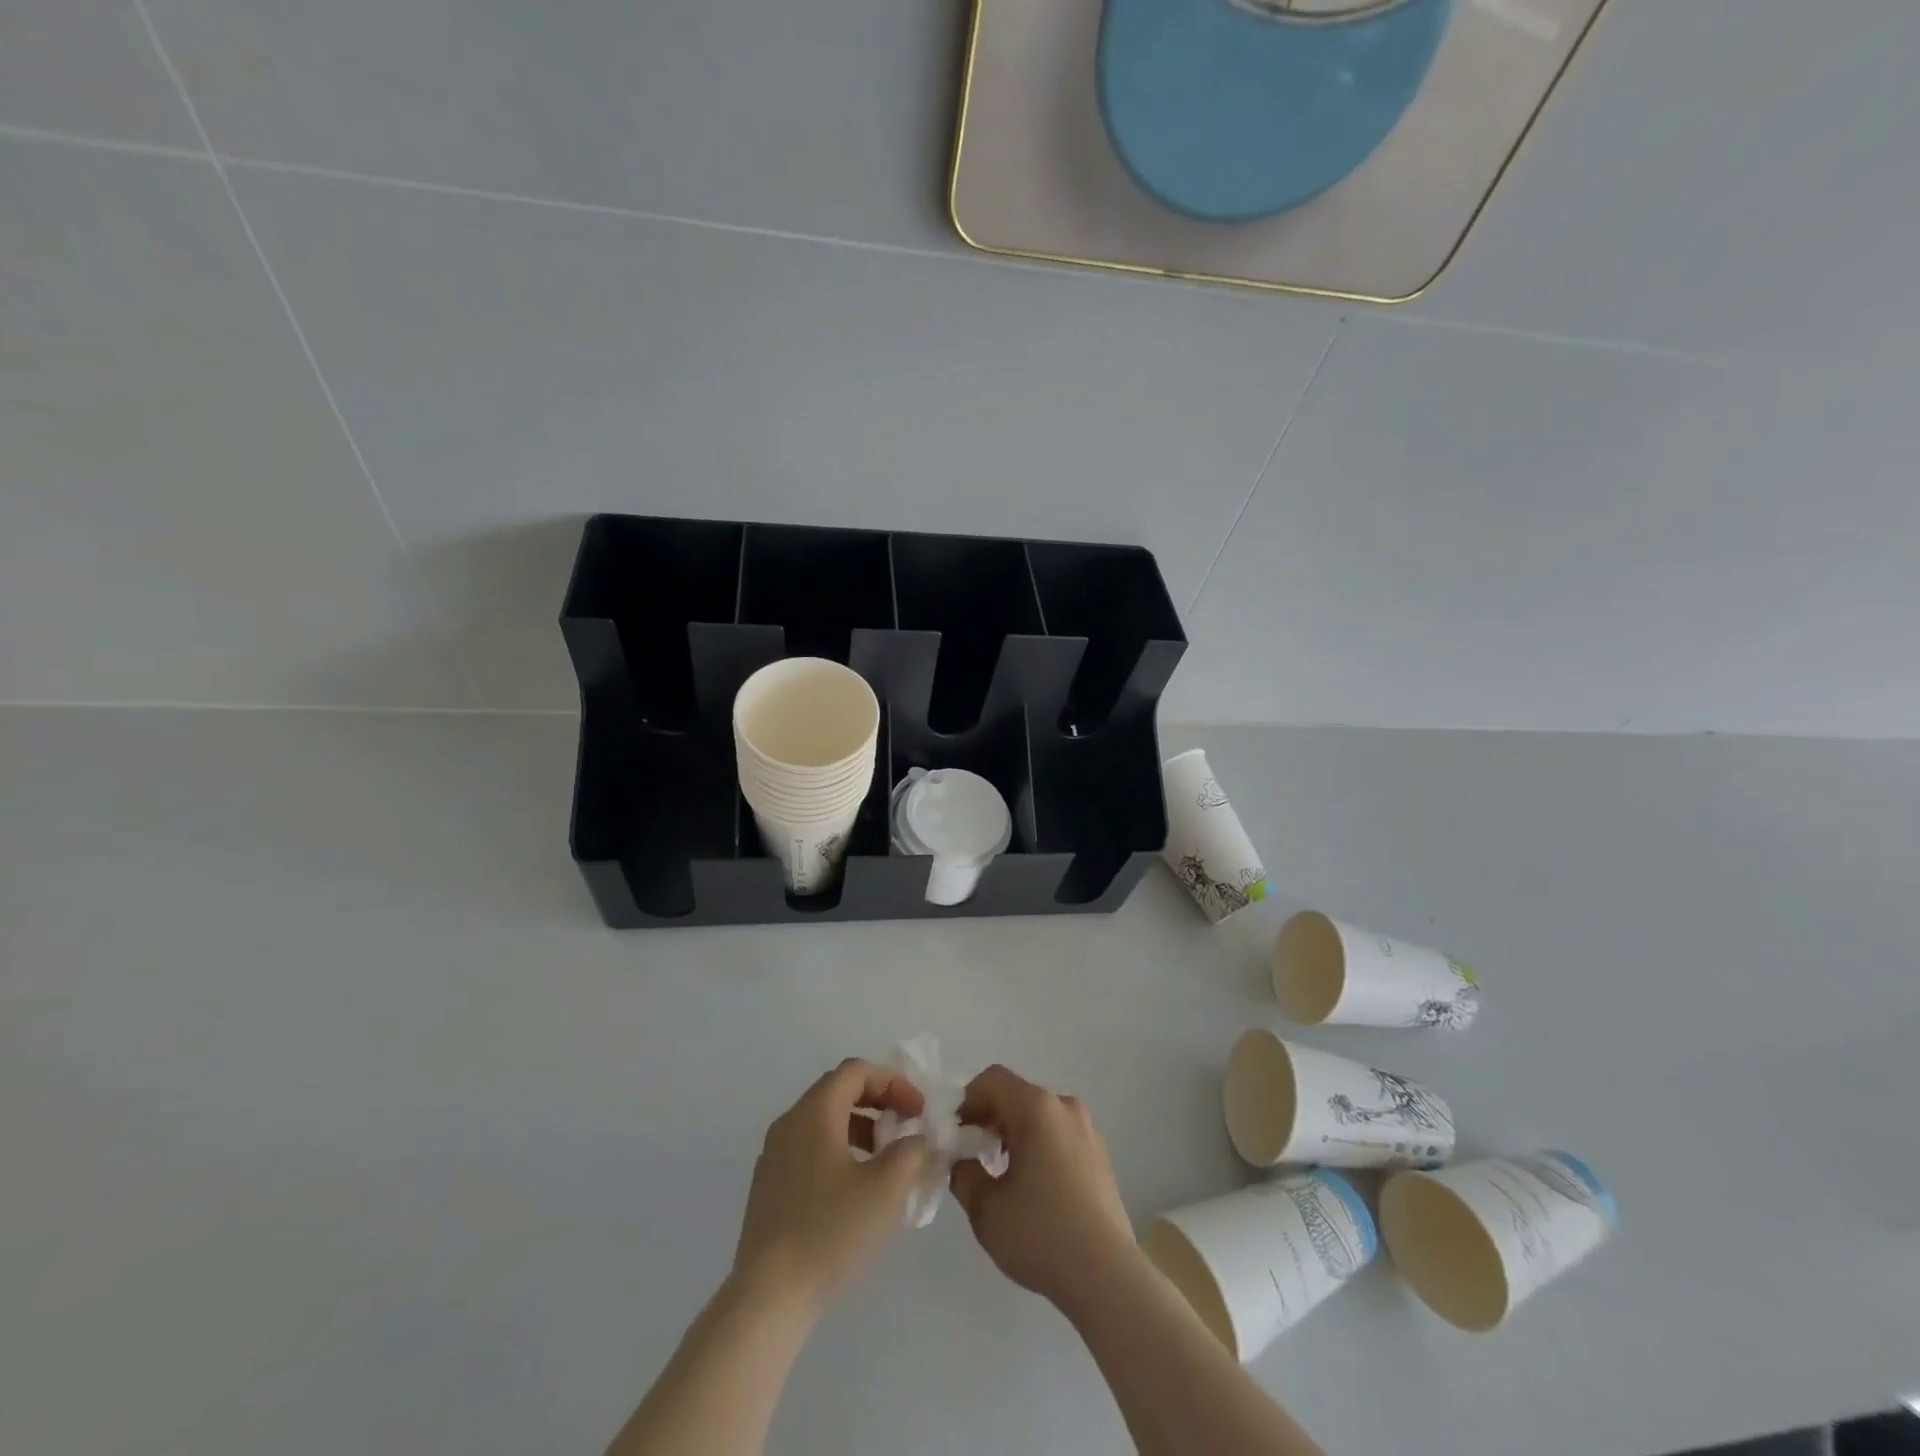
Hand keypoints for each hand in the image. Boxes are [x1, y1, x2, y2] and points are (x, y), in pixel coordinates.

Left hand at [731, 1058, 928, 1316]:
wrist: (768, 1297)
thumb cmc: (831, 1232)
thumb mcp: (887, 1188)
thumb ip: (911, 1151)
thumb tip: (915, 1139)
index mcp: (815, 1112)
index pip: (856, 1071)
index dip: (893, 1082)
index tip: (918, 1111)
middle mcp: (790, 1122)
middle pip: (839, 1090)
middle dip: (878, 1102)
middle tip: (906, 1127)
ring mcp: (774, 1154)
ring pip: (824, 1121)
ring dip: (861, 1127)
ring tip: (886, 1160)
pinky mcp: (768, 1185)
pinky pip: (810, 1147)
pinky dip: (840, 1149)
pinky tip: (856, 1189)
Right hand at [948, 1065, 1139, 1311]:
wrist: (1107, 1276)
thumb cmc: (1041, 1234)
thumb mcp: (985, 1209)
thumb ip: (963, 1173)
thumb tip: (961, 1160)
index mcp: (1036, 1108)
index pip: (992, 1080)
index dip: (966, 1101)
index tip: (953, 1134)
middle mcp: (1064, 1107)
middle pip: (1016, 1095)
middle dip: (988, 1117)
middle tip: (970, 1153)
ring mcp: (1087, 1129)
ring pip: (1039, 1114)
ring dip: (1013, 1131)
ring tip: (999, 1171)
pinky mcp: (1100, 1154)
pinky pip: (1058, 1133)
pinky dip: (1038, 1144)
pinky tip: (1032, 1185)